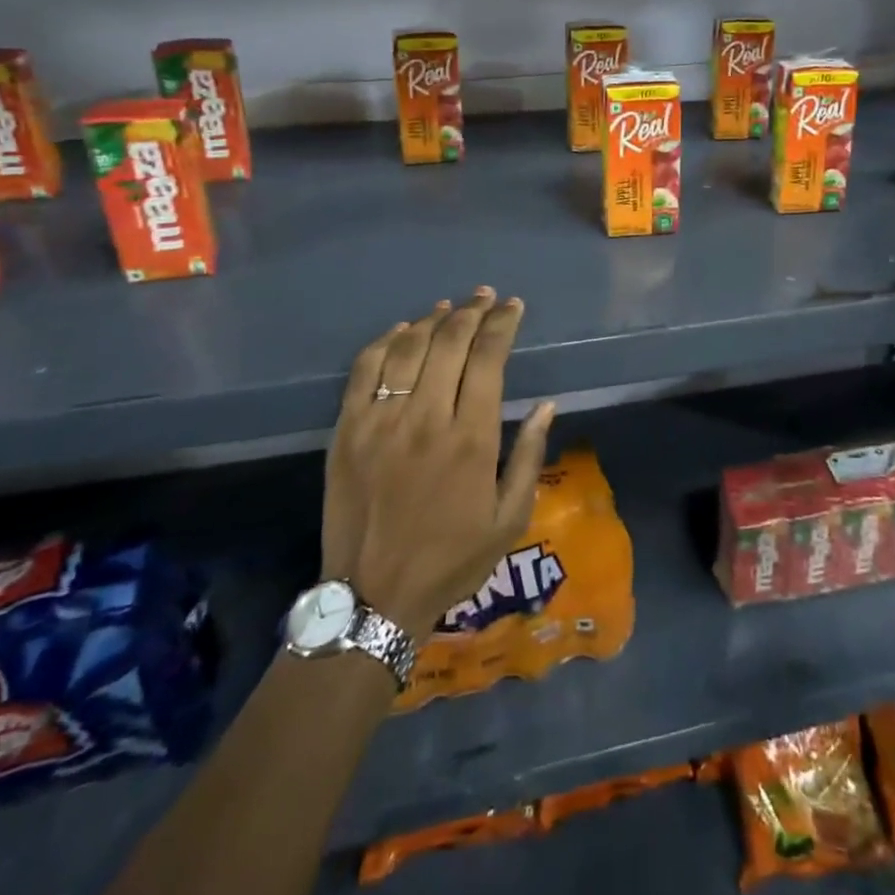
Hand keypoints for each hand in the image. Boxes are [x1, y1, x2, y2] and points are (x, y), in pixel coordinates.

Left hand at [322, 287, 555, 640]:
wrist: (373, 597)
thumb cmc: (452, 560)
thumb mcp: (510, 519)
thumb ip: (529, 456)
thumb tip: (547, 405)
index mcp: (471, 439)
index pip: (488, 358)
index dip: (502, 324)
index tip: (513, 307)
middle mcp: (427, 418)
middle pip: (450, 342)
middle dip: (472, 311)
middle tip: (485, 297)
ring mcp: (381, 421)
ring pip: (409, 347)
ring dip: (433, 319)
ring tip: (450, 307)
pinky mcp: (347, 429)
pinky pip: (365, 368)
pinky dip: (386, 341)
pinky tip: (402, 332)